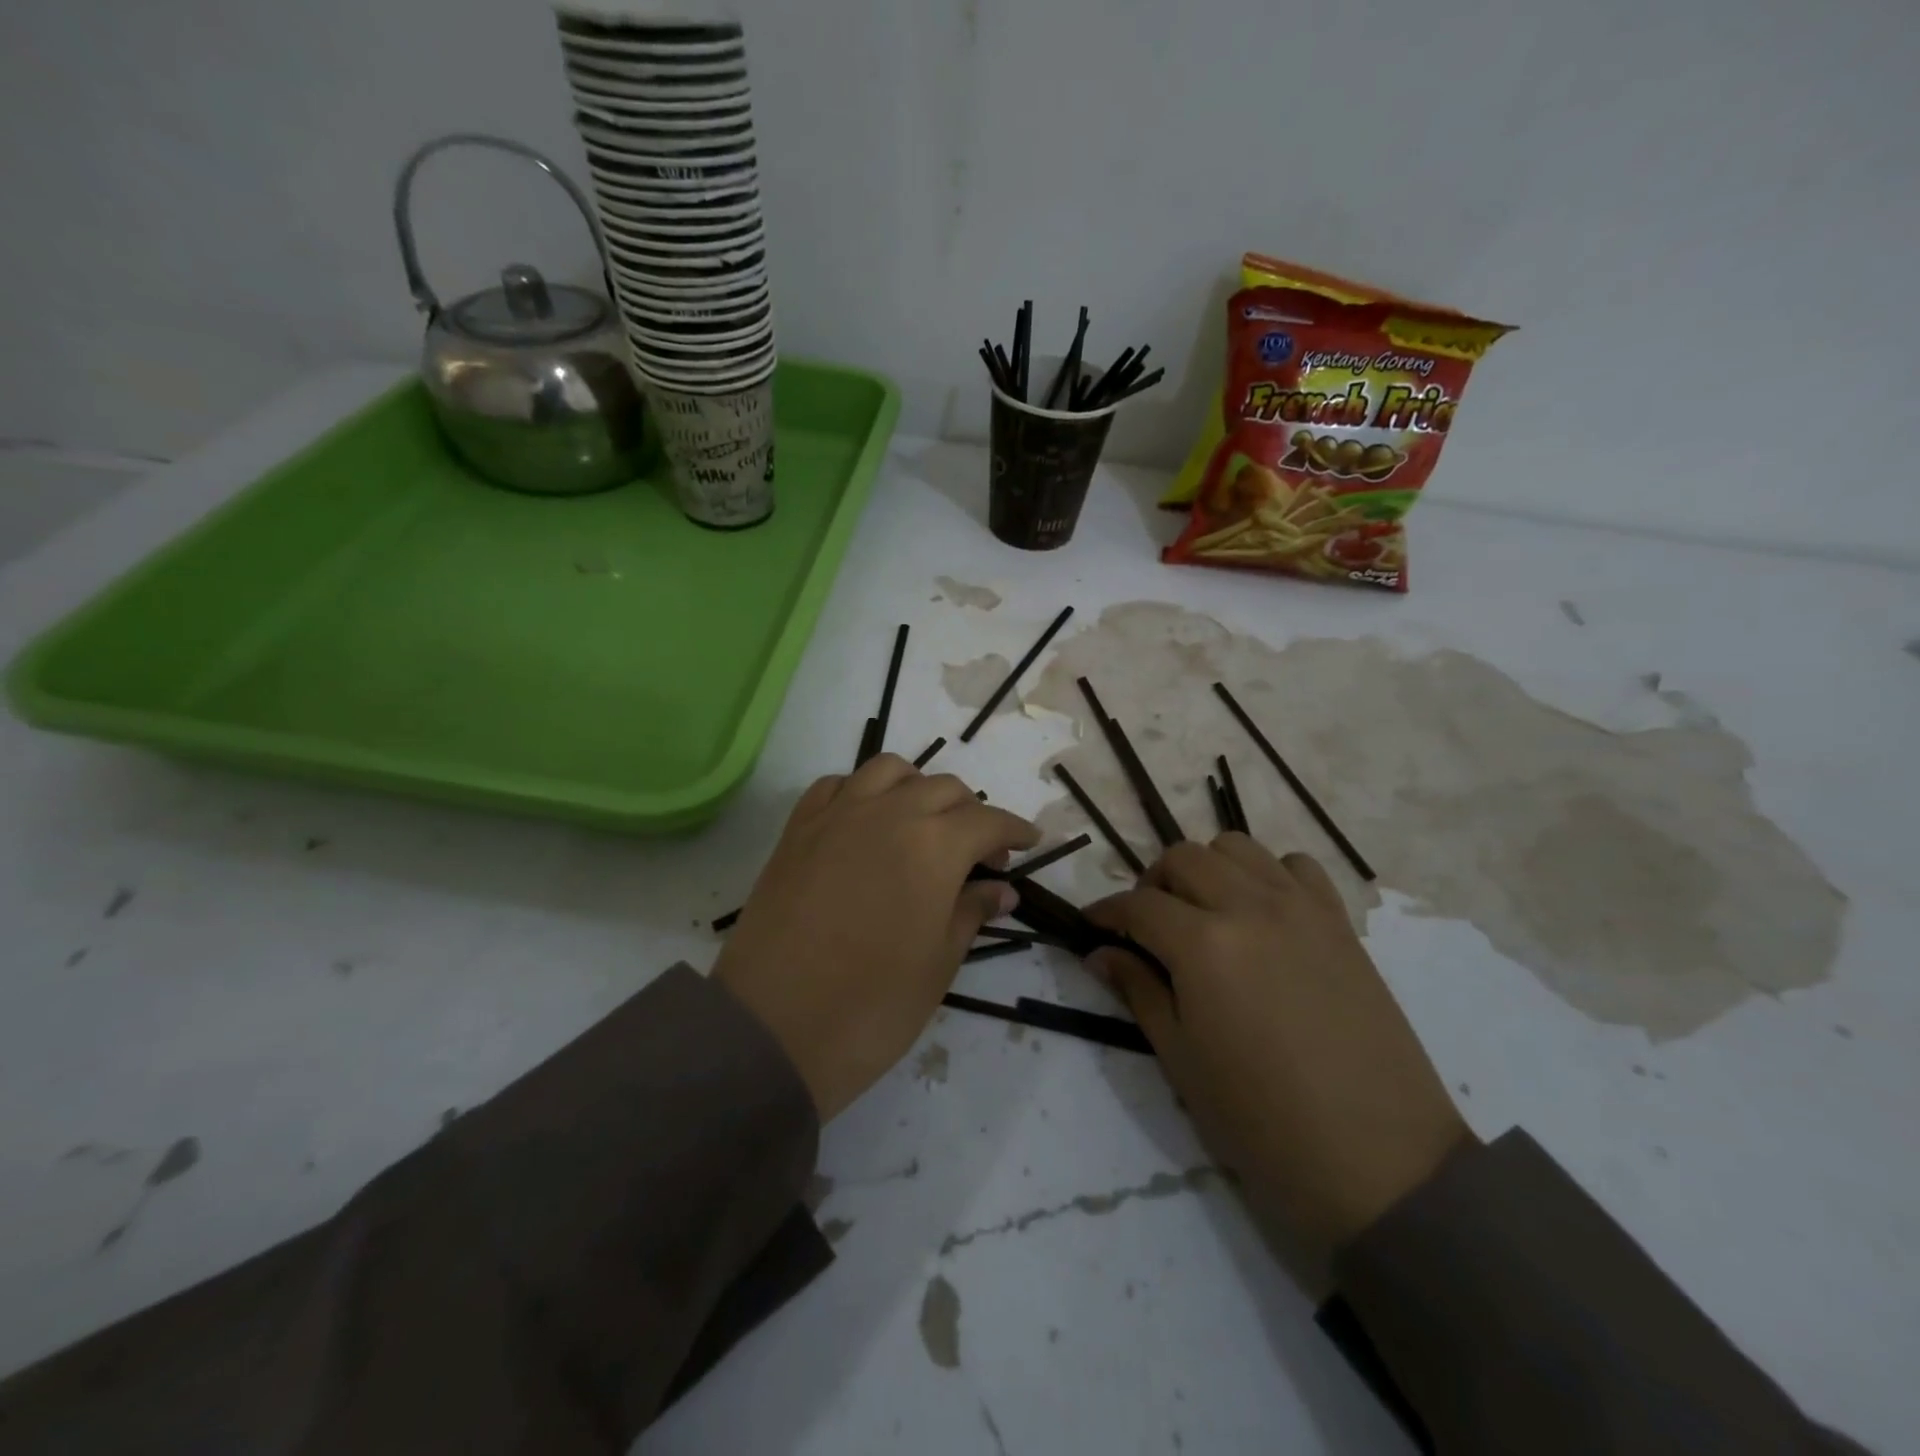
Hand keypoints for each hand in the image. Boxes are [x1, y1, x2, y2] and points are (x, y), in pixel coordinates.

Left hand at [714, 755, 1038, 1121]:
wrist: (772, 1028)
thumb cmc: (871, 1006)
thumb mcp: (938, 964)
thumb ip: (971, 913)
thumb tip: (1001, 890)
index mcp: (934, 845)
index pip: (988, 821)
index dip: (1015, 830)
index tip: (1030, 843)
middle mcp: (889, 813)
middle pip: (944, 789)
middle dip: (972, 814)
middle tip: (980, 856)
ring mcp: (838, 814)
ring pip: (890, 770)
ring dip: (919, 789)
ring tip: (924, 826)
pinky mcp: (798, 828)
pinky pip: (838, 785)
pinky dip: (863, 791)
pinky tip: (867, 821)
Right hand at [1087, 836, 1470, 1257]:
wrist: (1379, 1162)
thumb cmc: (1262, 1121)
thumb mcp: (1181, 1059)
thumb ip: (1138, 991)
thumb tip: (1100, 953)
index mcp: (1203, 945)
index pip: (1137, 905)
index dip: (1106, 912)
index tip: (1091, 926)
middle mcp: (1250, 906)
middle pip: (1183, 858)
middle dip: (1152, 883)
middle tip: (1147, 925)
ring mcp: (1301, 907)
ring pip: (1237, 847)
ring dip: (1206, 868)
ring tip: (1202, 912)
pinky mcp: (1339, 921)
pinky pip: (1296, 865)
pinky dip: (1267, 874)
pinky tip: (1262, 914)